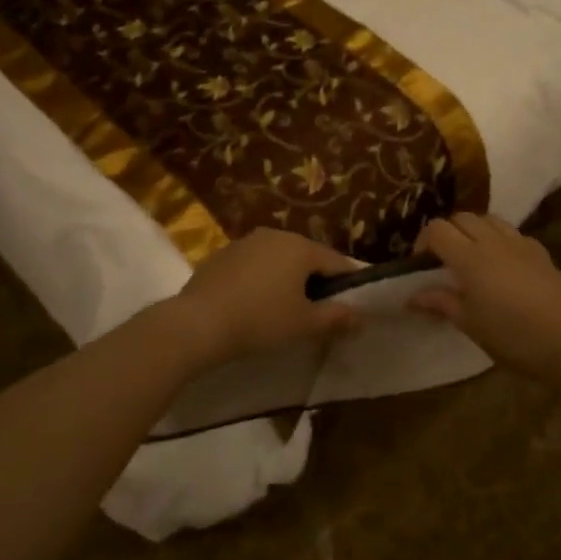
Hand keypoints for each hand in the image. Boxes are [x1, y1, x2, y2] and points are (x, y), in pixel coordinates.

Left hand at [165, 229, 360, 366]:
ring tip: (284, 309)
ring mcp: (245, 242)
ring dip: (286, 279)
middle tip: (317, 312)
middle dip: (316, 282)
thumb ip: (337, 319)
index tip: (350, 307)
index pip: (337, 263)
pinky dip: (260, 280)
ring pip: (278, 260)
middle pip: (307, 258)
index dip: (348, 285)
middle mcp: (275, 235)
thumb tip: (362, 319)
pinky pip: (253, 266)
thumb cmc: (261, 320)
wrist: (198, 323)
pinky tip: (253, 305)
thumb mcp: (305, 324)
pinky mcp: (221, 255)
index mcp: (301, 247)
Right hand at [408, 214, 560, 378]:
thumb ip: (441, 303)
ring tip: (472, 258)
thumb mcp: (470, 324)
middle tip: (443, 262)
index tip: (421, 265)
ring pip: (488, 219)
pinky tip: (503, 266)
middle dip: (447, 232)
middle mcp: (492, 241)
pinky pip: (512, 233)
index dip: (423, 242)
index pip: (437, 229)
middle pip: (462, 218)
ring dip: (474, 231)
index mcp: (468, 257)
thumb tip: (412, 296)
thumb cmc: (514, 335)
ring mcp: (519, 243)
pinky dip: (499, 240)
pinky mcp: (541, 253)